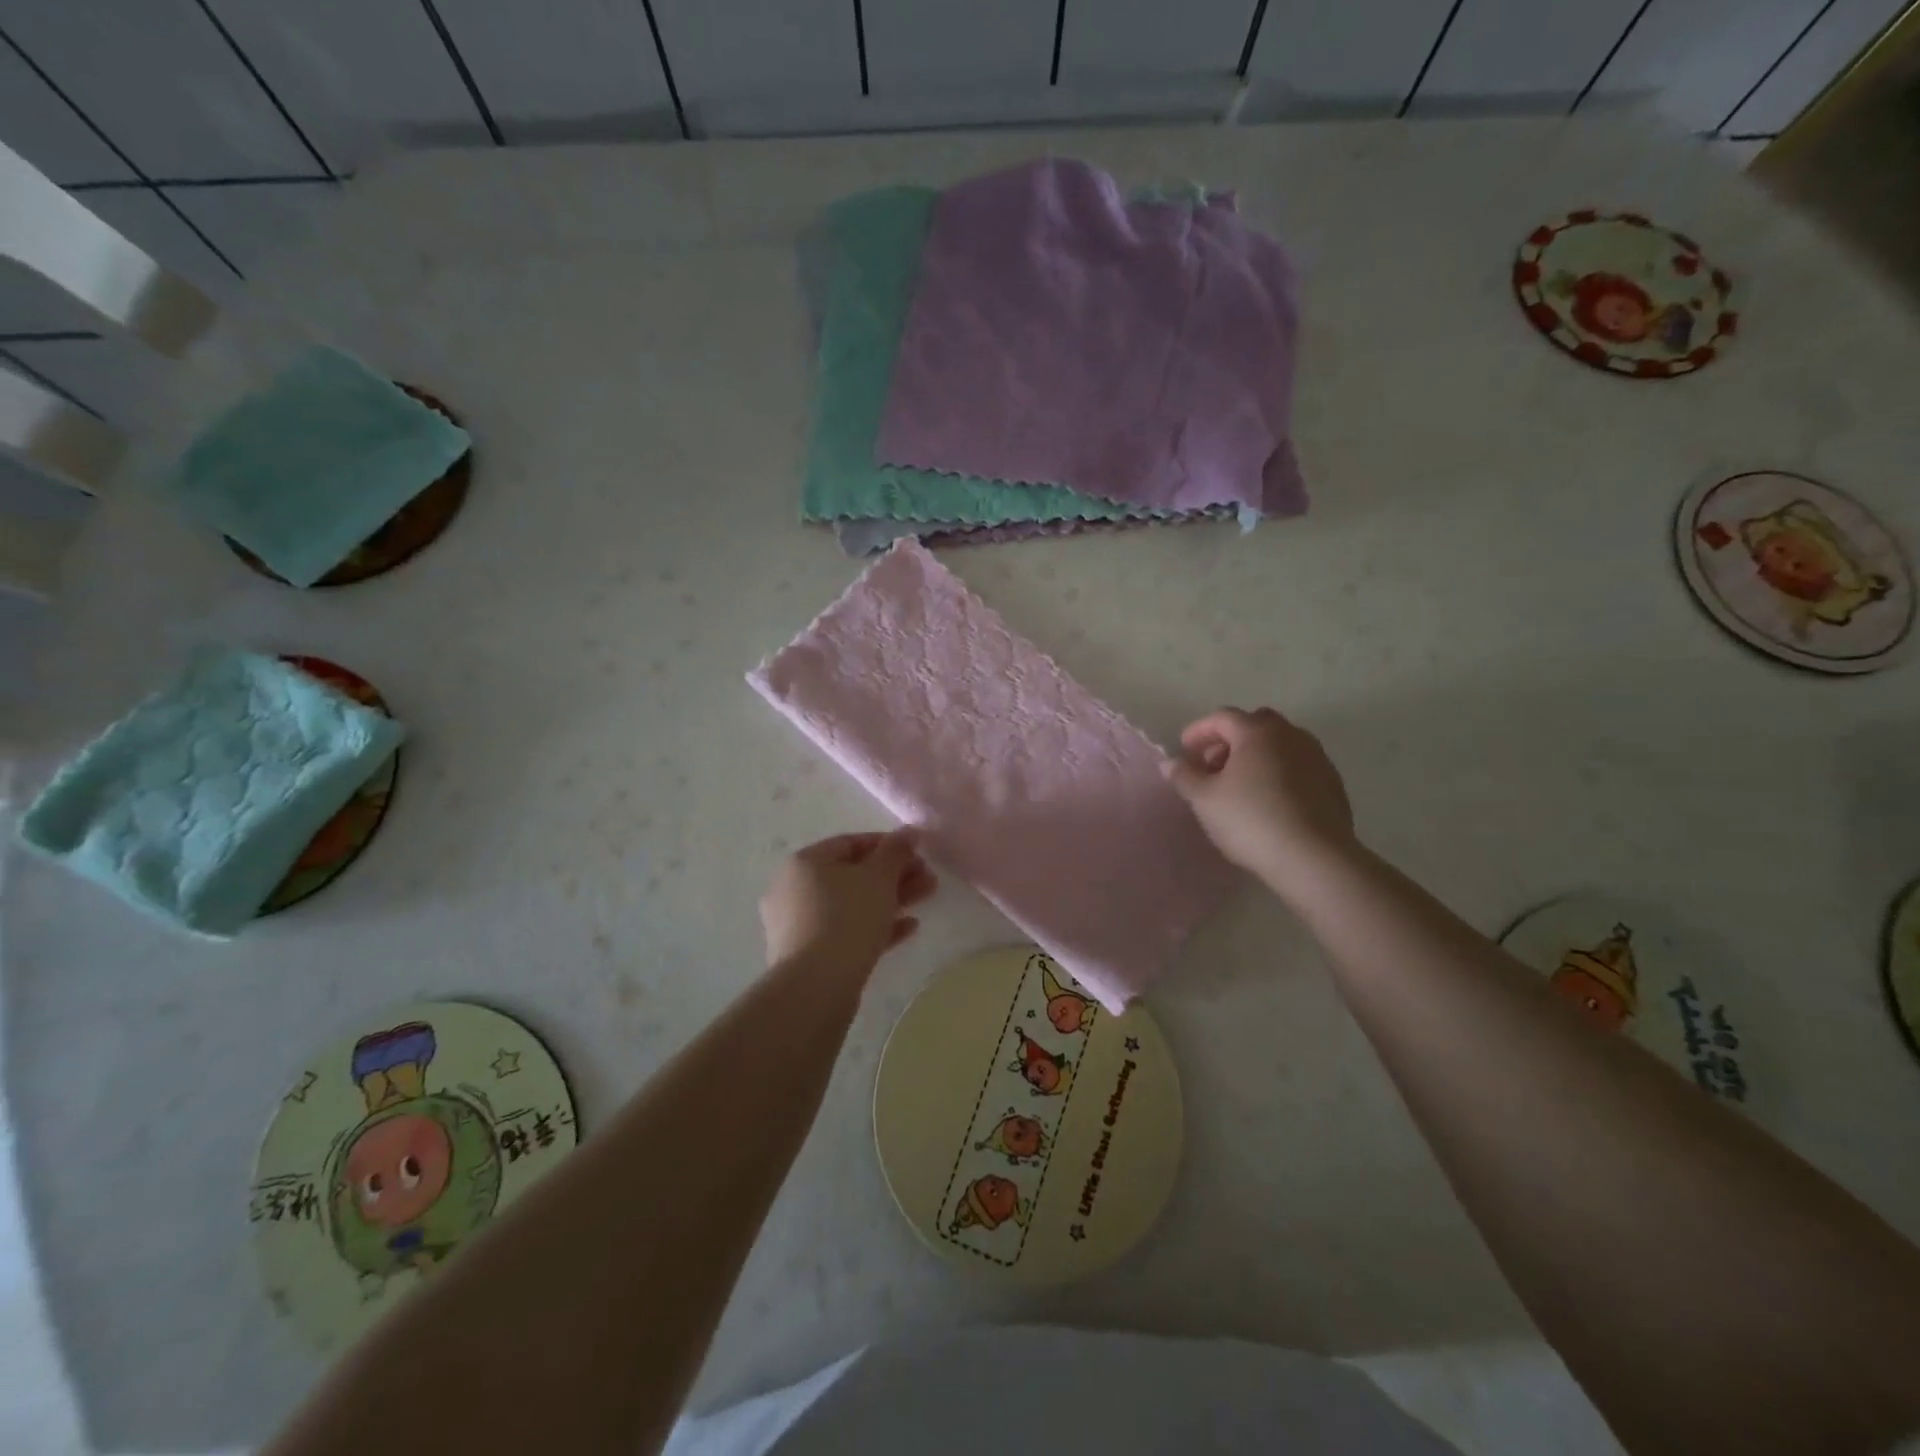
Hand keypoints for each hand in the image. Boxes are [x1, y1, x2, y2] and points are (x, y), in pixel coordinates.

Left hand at [760, 830, 936, 972]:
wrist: (816, 986)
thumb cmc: (847, 918)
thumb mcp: (878, 878)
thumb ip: (896, 851)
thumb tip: (909, 831)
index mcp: (805, 862)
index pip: (851, 842)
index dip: (888, 845)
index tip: (919, 853)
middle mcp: (795, 889)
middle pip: (853, 874)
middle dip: (894, 875)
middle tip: (928, 878)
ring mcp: (799, 924)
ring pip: (852, 903)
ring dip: (891, 899)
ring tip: (926, 898)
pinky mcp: (809, 954)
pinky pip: (847, 931)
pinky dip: (876, 925)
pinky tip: (909, 928)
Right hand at [1165, 707, 1355, 888]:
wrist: (1314, 858)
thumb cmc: (1251, 820)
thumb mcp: (1204, 799)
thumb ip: (1184, 775)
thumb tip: (1170, 762)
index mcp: (1257, 732)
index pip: (1222, 717)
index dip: (1198, 730)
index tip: (1184, 751)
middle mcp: (1291, 735)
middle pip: (1254, 725)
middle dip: (1229, 740)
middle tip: (1212, 765)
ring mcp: (1317, 757)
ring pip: (1279, 745)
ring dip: (1256, 756)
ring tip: (1239, 786)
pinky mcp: (1332, 783)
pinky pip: (1297, 766)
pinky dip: (1278, 772)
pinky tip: (1268, 801)